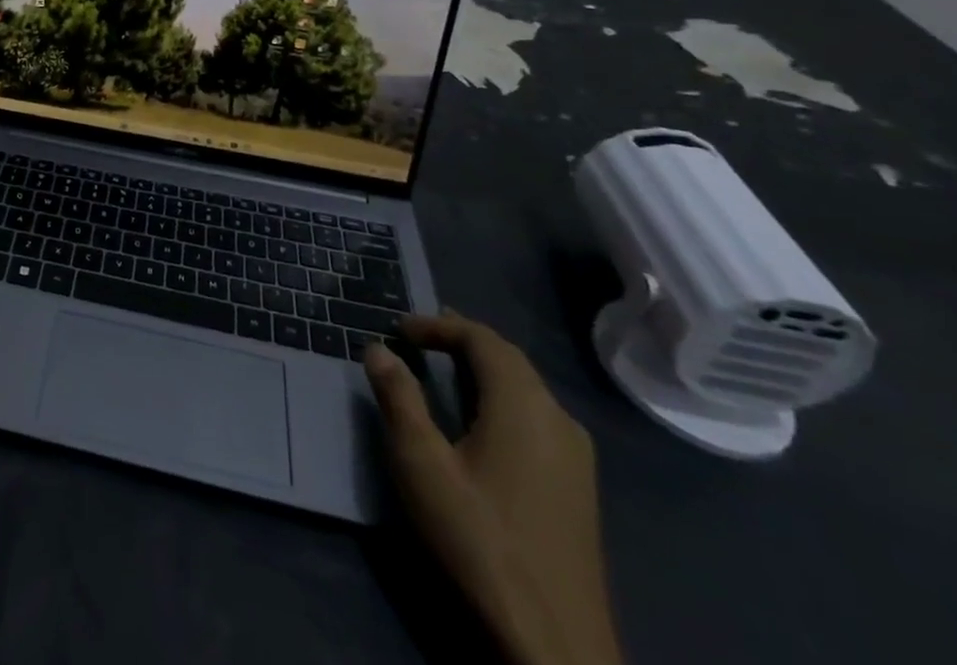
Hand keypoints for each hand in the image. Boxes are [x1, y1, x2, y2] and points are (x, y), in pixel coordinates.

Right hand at [366, 313, 623, 664]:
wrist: (557, 648)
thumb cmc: (480, 541)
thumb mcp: (421, 464)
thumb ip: (398, 398)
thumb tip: (378, 349)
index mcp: (525, 405)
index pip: (482, 338)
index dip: (438, 325)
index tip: (397, 329)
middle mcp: (558, 419)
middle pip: (508, 359)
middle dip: (460, 341)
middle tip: (416, 340)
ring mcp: (576, 458)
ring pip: (525, 389)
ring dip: (481, 370)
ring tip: (440, 371)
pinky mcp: (579, 489)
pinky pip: (536, 418)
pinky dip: (500, 400)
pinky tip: (477, 423)